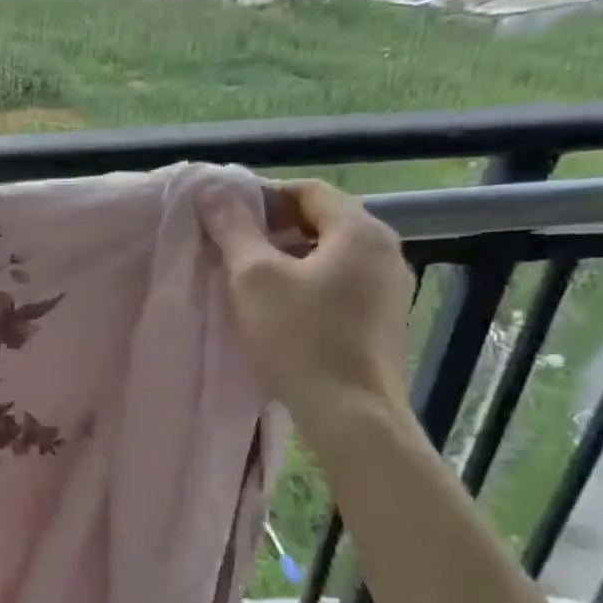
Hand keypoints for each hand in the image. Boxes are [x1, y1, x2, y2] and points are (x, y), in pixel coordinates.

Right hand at [198, 180, 414, 434]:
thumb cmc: (300, 337)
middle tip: (229, 246)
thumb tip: (213, 189)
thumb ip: (233, 228)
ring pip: (329, 254)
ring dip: (287, 257)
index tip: (223, 217)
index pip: (308, 190)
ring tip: (246, 278)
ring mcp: (389, 288)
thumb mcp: (253, 278)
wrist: (350, 414)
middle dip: (272, 227)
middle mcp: (385, 251)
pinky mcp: (382, 320)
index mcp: (360, 231)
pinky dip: (306, 282)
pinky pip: (339, 283)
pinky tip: (277, 307)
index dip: (262, 196)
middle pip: (321, 221)